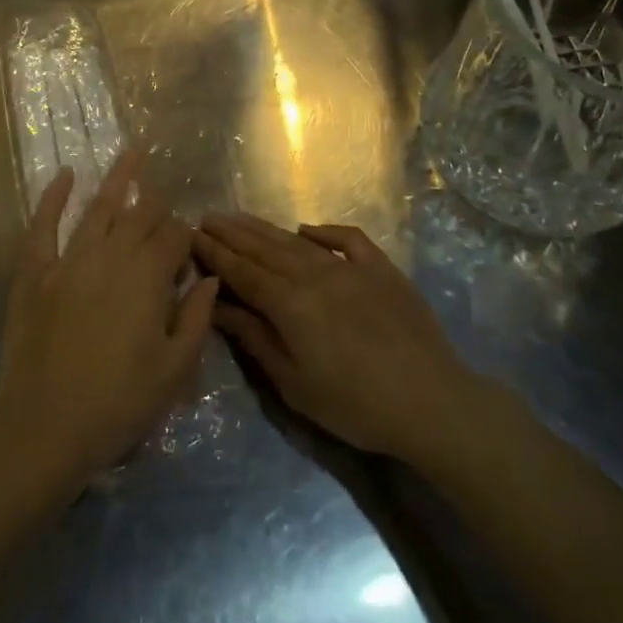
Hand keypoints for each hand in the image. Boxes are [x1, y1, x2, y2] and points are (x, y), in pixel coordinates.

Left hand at [0, 152, 217, 498]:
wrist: (44, 428)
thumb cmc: (118, 404)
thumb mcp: (174, 370)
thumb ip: (197, 318)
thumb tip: (210, 278)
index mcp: (148, 278)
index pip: (174, 237)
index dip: (185, 236)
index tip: (188, 247)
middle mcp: (112, 256)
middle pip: (140, 217)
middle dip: (157, 205)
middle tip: (165, 199)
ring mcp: (69, 259)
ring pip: (99, 207)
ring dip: (119, 178)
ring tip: (133, 151)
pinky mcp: (35, 271)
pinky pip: (44, 225)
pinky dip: (54, 197)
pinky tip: (65, 174)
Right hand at [195, 215, 470, 460]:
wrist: (430, 402)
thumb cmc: (355, 405)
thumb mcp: (294, 384)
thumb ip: (255, 339)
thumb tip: (220, 306)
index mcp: (290, 303)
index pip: (242, 271)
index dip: (215, 253)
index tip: (192, 234)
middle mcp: (314, 274)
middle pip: (264, 248)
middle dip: (233, 233)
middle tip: (208, 217)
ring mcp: (350, 267)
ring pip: (298, 241)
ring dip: (265, 228)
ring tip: (240, 218)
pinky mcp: (381, 269)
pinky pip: (348, 240)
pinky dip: (325, 231)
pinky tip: (307, 230)